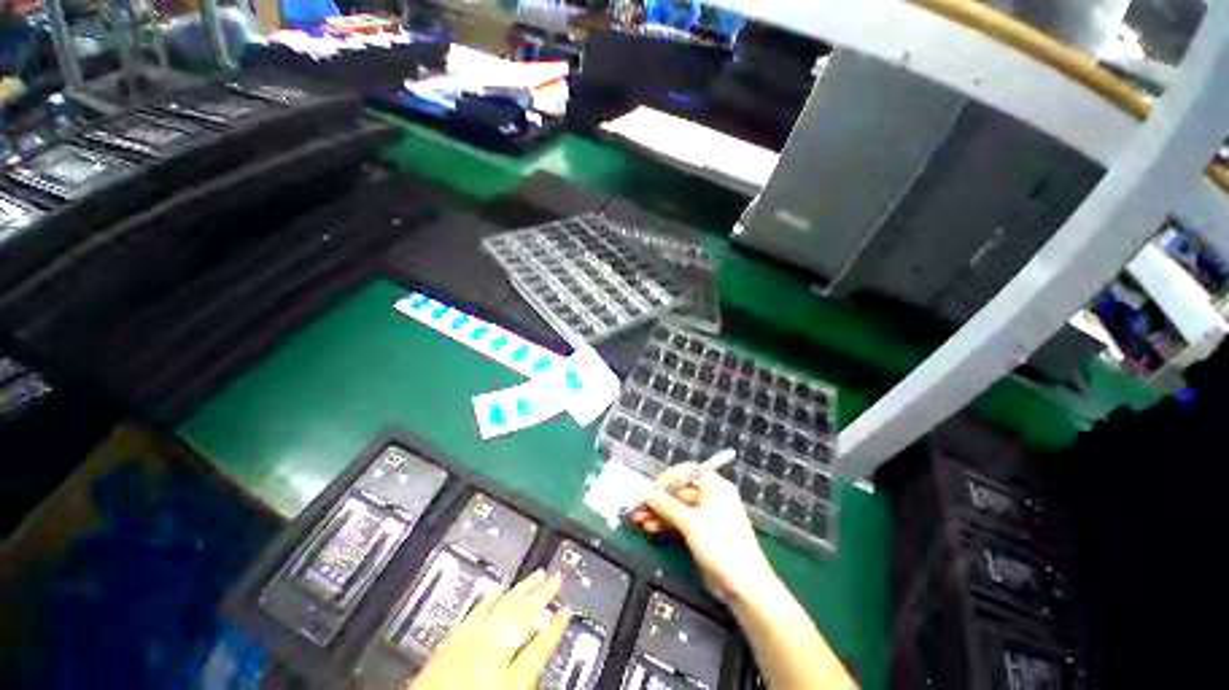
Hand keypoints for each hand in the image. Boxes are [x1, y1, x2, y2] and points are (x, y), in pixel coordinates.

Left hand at [410, 570, 571, 689]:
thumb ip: (524, 681)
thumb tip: (538, 668)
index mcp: (509, 679)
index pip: (541, 647)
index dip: (557, 628)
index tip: (568, 610)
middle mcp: (493, 654)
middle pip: (524, 619)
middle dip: (543, 597)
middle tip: (557, 579)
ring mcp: (471, 643)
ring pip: (503, 608)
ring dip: (522, 590)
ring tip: (537, 574)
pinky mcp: (452, 641)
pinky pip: (476, 612)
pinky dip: (490, 599)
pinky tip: (499, 590)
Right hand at [628, 463, 776, 602]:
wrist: (745, 587)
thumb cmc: (721, 545)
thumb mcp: (691, 522)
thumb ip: (666, 505)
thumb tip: (646, 493)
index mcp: (714, 486)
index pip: (687, 472)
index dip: (668, 478)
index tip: (651, 490)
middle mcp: (711, 496)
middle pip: (679, 491)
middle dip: (658, 500)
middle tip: (638, 508)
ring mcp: (706, 516)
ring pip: (677, 508)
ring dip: (659, 513)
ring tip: (639, 521)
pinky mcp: (702, 533)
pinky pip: (681, 522)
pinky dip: (666, 524)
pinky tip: (650, 528)